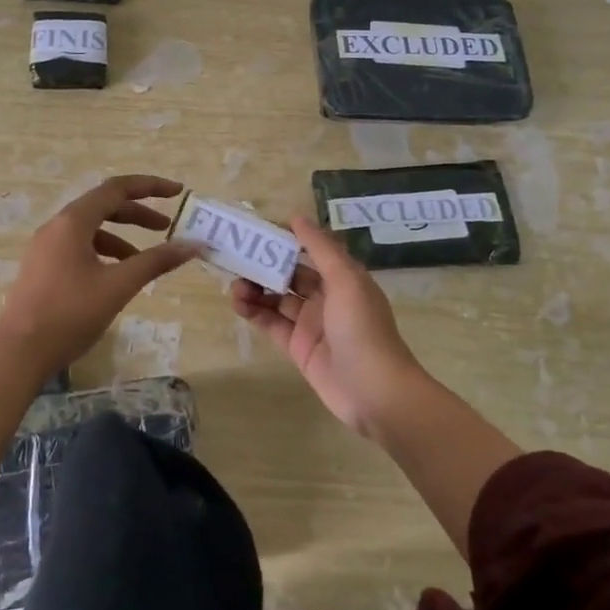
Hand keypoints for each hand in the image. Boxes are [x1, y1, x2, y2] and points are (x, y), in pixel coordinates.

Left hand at [0, 174, 200, 367]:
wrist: (19, 352)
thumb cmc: (70, 313)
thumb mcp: (119, 286)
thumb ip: (156, 261)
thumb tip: (193, 245)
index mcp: (73, 222)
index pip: (116, 189)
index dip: (150, 187)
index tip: (177, 192)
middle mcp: (56, 226)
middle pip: (103, 206)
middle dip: (137, 213)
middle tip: (166, 227)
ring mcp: (45, 247)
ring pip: (90, 229)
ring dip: (120, 236)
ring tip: (143, 259)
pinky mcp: (41, 267)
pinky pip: (78, 247)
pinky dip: (102, 252)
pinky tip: (115, 277)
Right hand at [230, 217, 431, 436]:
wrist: (375, 392)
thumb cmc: (362, 328)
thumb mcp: (345, 280)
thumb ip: (321, 248)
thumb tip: (296, 218)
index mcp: (341, 278)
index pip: (309, 252)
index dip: (284, 241)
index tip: (256, 231)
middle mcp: (326, 297)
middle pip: (289, 275)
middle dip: (264, 266)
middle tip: (236, 259)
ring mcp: (310, 324)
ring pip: (277, 299)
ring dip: (256, 289)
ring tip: (235, 286)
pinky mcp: (298, 348)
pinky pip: (272, 324)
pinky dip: (255, 313)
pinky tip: (239, 304)